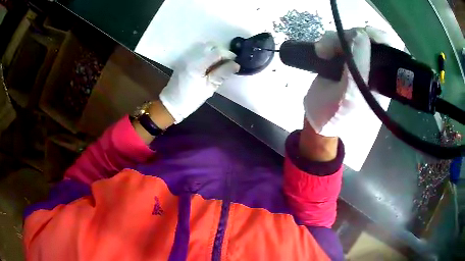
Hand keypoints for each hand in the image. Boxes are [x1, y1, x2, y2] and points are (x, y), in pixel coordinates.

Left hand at [159, 43, 239, 123]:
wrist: (171, 103)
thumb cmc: (191, 99)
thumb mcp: (209, 88)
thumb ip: (223, 73)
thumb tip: (236, 64)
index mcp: (197, 64)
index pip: (217, 52)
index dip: (228, 55)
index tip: (236, 61)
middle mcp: (191, 56)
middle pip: (211, 46)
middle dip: (221, 52)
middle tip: (228, 63)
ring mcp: (187, 57)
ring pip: (205, 48)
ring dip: (214, 53)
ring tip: (220, 64)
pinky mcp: (185, 60)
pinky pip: (199, 52)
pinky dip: (207, 55)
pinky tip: (210, 65)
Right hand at [303, 27, 393, 137]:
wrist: (316, 120)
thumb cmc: (336, 116)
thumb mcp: (350, 96)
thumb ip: (359, 66)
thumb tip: (360, 34)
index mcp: (383, 81)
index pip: (390, 52)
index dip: (379, 38)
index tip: (364, 35)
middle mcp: (374, 69)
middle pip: (371, 39)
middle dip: (353, 37)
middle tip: (336, 44)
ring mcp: (358, 61)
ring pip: (353, 37)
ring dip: (336, 39)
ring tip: (323, 51)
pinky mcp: (343, 57)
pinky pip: (340, 39)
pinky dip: (329, 40)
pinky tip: (321, 50)